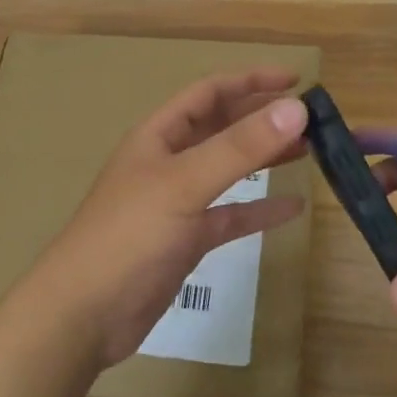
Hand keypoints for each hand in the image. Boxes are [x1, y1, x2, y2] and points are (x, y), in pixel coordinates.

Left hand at [18, 69, 309, 368]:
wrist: (83, 315)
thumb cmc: (128, 236)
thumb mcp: (185, 184)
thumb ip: (239, 147)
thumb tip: (296, 109)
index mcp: (160, 135)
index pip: (210, 92)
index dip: (251, 81)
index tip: (296, 81)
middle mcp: (169, 161)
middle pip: (222, 127)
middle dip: (264, 119)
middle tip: (314, 120)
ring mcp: (177, 202)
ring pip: (229, 169)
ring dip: (265, 158)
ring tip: (310, 151)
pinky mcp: (186, 240)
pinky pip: (229, 215)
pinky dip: (258, 209)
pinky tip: (292, 208)